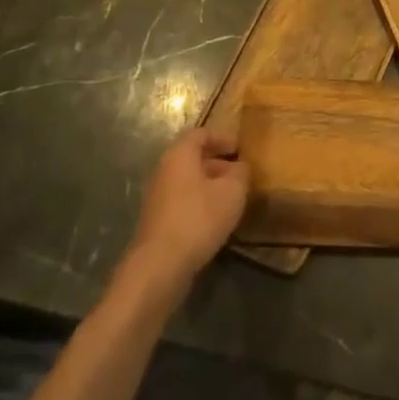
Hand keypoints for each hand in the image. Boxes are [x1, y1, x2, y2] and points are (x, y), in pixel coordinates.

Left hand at [123, 128, 248, 292]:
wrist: (160, 265)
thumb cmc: (198, 218)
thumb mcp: (232, 191)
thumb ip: (241, 173)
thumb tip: (240, 166)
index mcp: (180, 155)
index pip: (200, 134)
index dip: (222, 137)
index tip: (241, 148)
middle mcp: (164, 171)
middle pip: (193, 158)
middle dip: (218, 163)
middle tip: (241, 174)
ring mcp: (157, 197)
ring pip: (188, 182)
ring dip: (210, 186)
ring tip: (233, 199)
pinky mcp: (157, 221)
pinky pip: (183, 202)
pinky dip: (200, 204)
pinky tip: (216, 221)